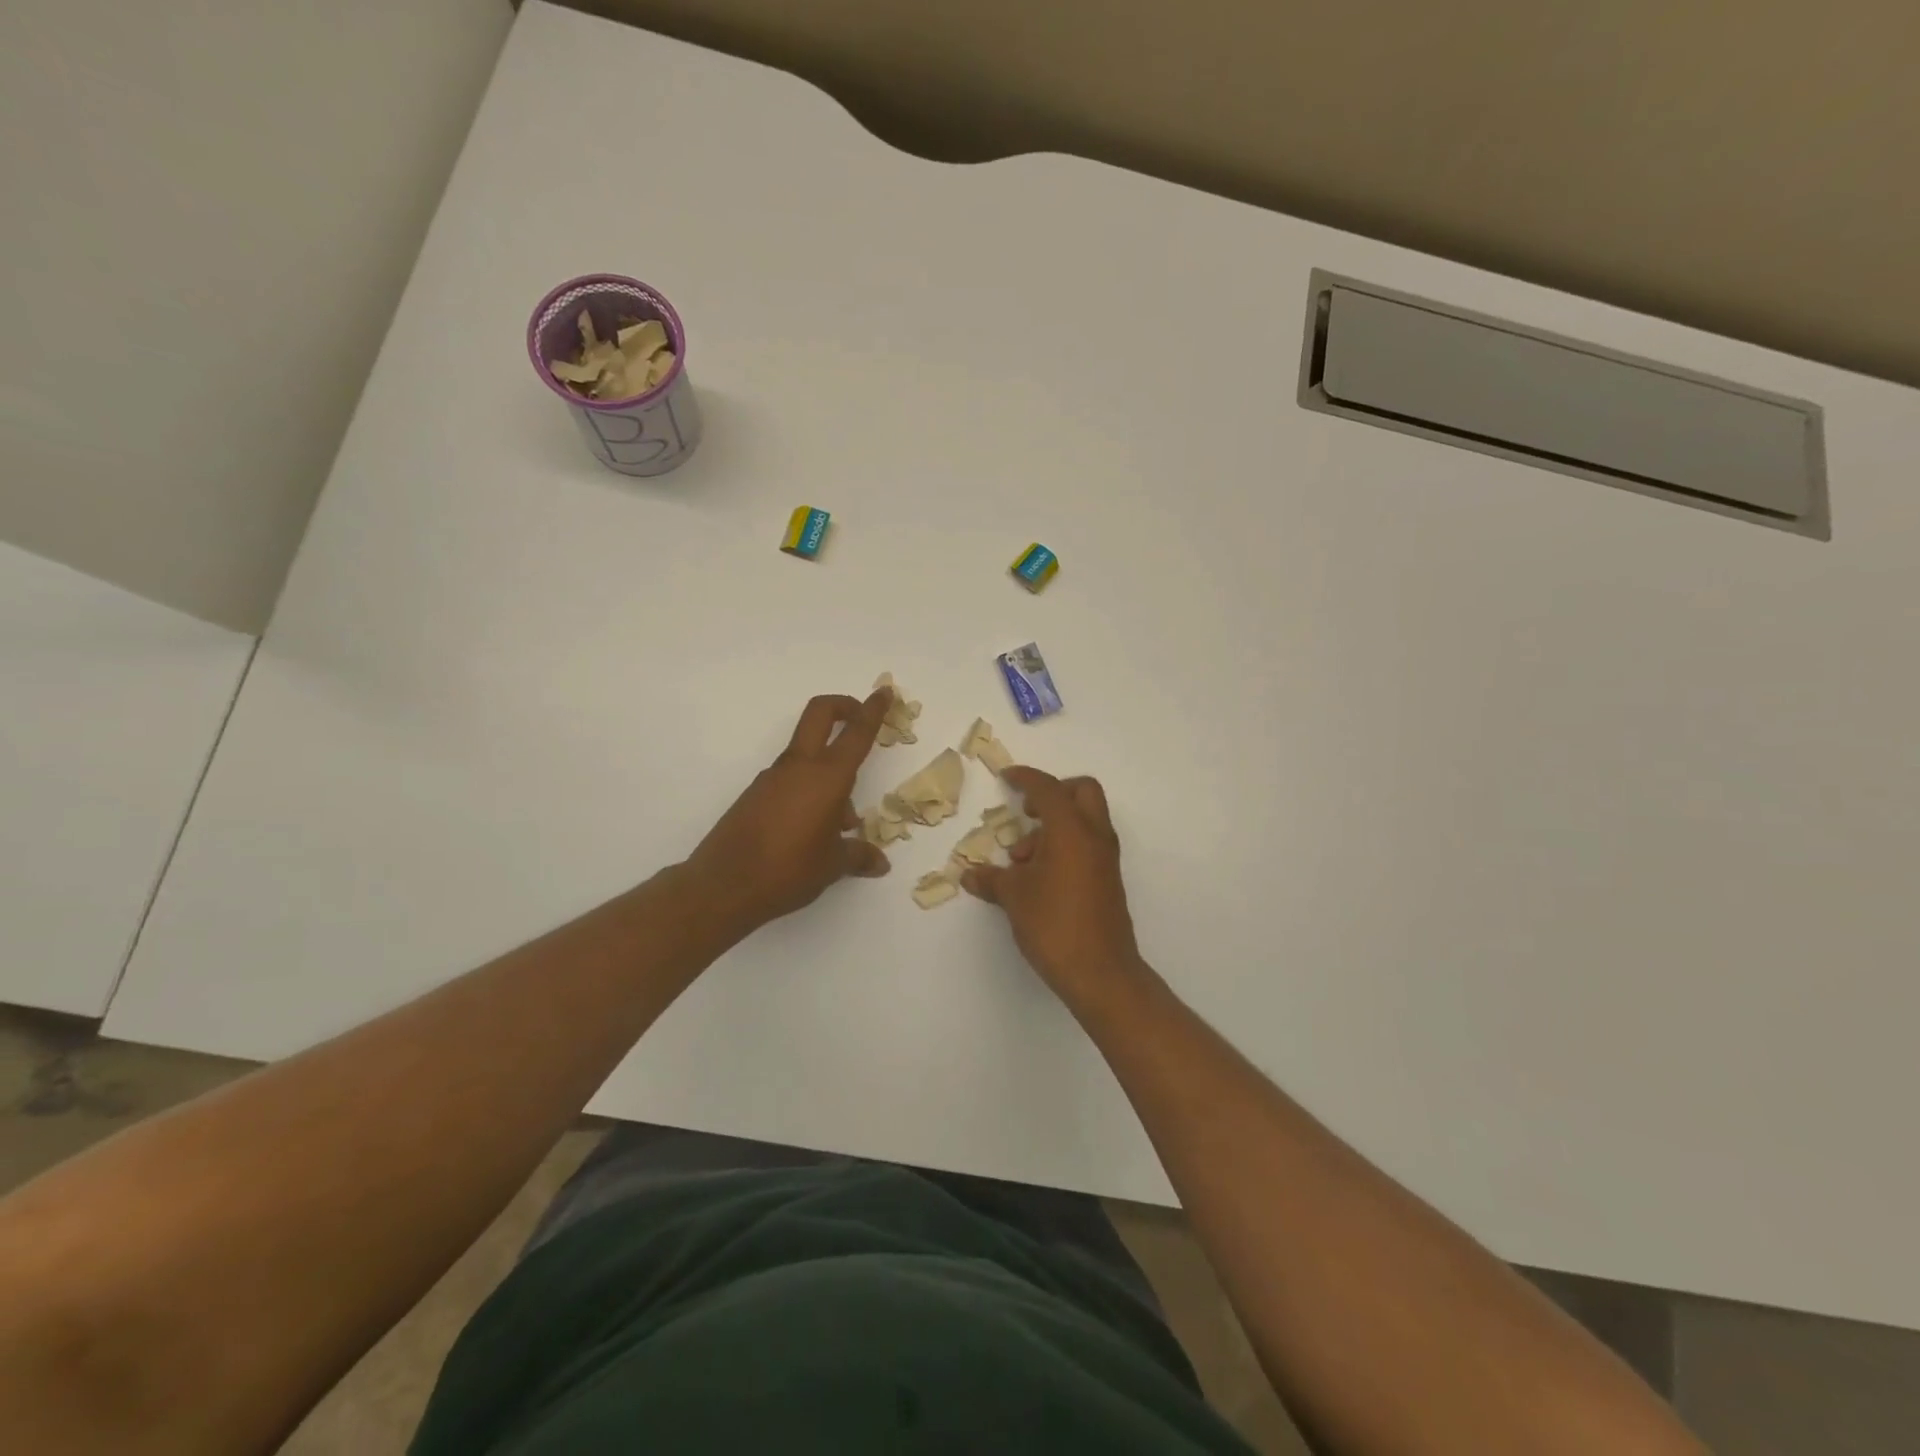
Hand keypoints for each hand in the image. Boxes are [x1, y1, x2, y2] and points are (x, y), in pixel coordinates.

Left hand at [685, 689, 891, 932]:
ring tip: (843, 822)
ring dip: (829, 770)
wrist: (723, 886)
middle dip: (843, 707)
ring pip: (807, 755)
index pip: (856, 733)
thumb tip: (880, 863)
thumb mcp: (833, 866)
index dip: (873, 710)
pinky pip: (791, 780)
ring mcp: (772, 778)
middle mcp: (799, 768)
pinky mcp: (756, 795)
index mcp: (826, 777)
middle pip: (820, 714)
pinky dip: (809, 790)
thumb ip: (859, 856)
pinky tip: (814, 831)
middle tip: (860, 718)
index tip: (884, 693)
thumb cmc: (789, 870)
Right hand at [963, 766, 1145, 1009]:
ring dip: (1054, 826)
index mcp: (1071, 829)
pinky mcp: (1108, 879)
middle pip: (1081, 791)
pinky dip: (1065, 845)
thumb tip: (969, 874)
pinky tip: (1039, 878)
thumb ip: (991, 879)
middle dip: (1053, 793)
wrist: (1100, 972)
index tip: (1006, 777)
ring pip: (1085, 819)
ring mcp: (1106, 858)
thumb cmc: (1054, 924)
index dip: (1025, 778)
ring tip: (1021, 862)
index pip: (1048, 788)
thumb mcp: (1014, 898)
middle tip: (1027, 813)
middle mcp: (1094, 835)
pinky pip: (1087, 844)